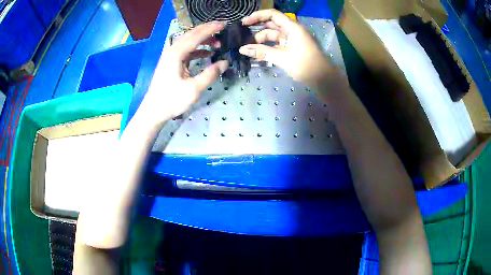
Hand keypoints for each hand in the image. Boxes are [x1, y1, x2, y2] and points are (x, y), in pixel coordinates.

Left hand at [137, 21, 228, 126]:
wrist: (153, 110)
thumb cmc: (172, 100)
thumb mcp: (194, 88)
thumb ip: (211, 74)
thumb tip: (226, 62)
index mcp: (177, 53)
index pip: (197, 35)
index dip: (212, 29)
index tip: (225, 24)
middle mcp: (172, 50)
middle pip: (191, 34)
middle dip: (208, 31)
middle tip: (223, 29)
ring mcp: (170, 56)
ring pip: (189, 42)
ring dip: (203, 40)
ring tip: (218, 44)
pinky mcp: (171, 62)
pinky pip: (186, 51)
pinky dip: (197, 50)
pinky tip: (207, 54)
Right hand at [240, 9, 333, 87]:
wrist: (322, 79)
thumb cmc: (304, 65)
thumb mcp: (281, 57)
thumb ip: (261, 52)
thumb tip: (242, 49)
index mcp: (292, 27)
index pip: (272, 15)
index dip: (257, 16)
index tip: (244, 23)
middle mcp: (291, 30)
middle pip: (271, 25)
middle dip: (257, 29)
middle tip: (242, 36)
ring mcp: (292, 39)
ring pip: (273, 35)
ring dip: (261, 40)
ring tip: (248, 48)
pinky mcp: (292, 48)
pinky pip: (277, 44)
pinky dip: (268, 47)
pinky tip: (258, 53)